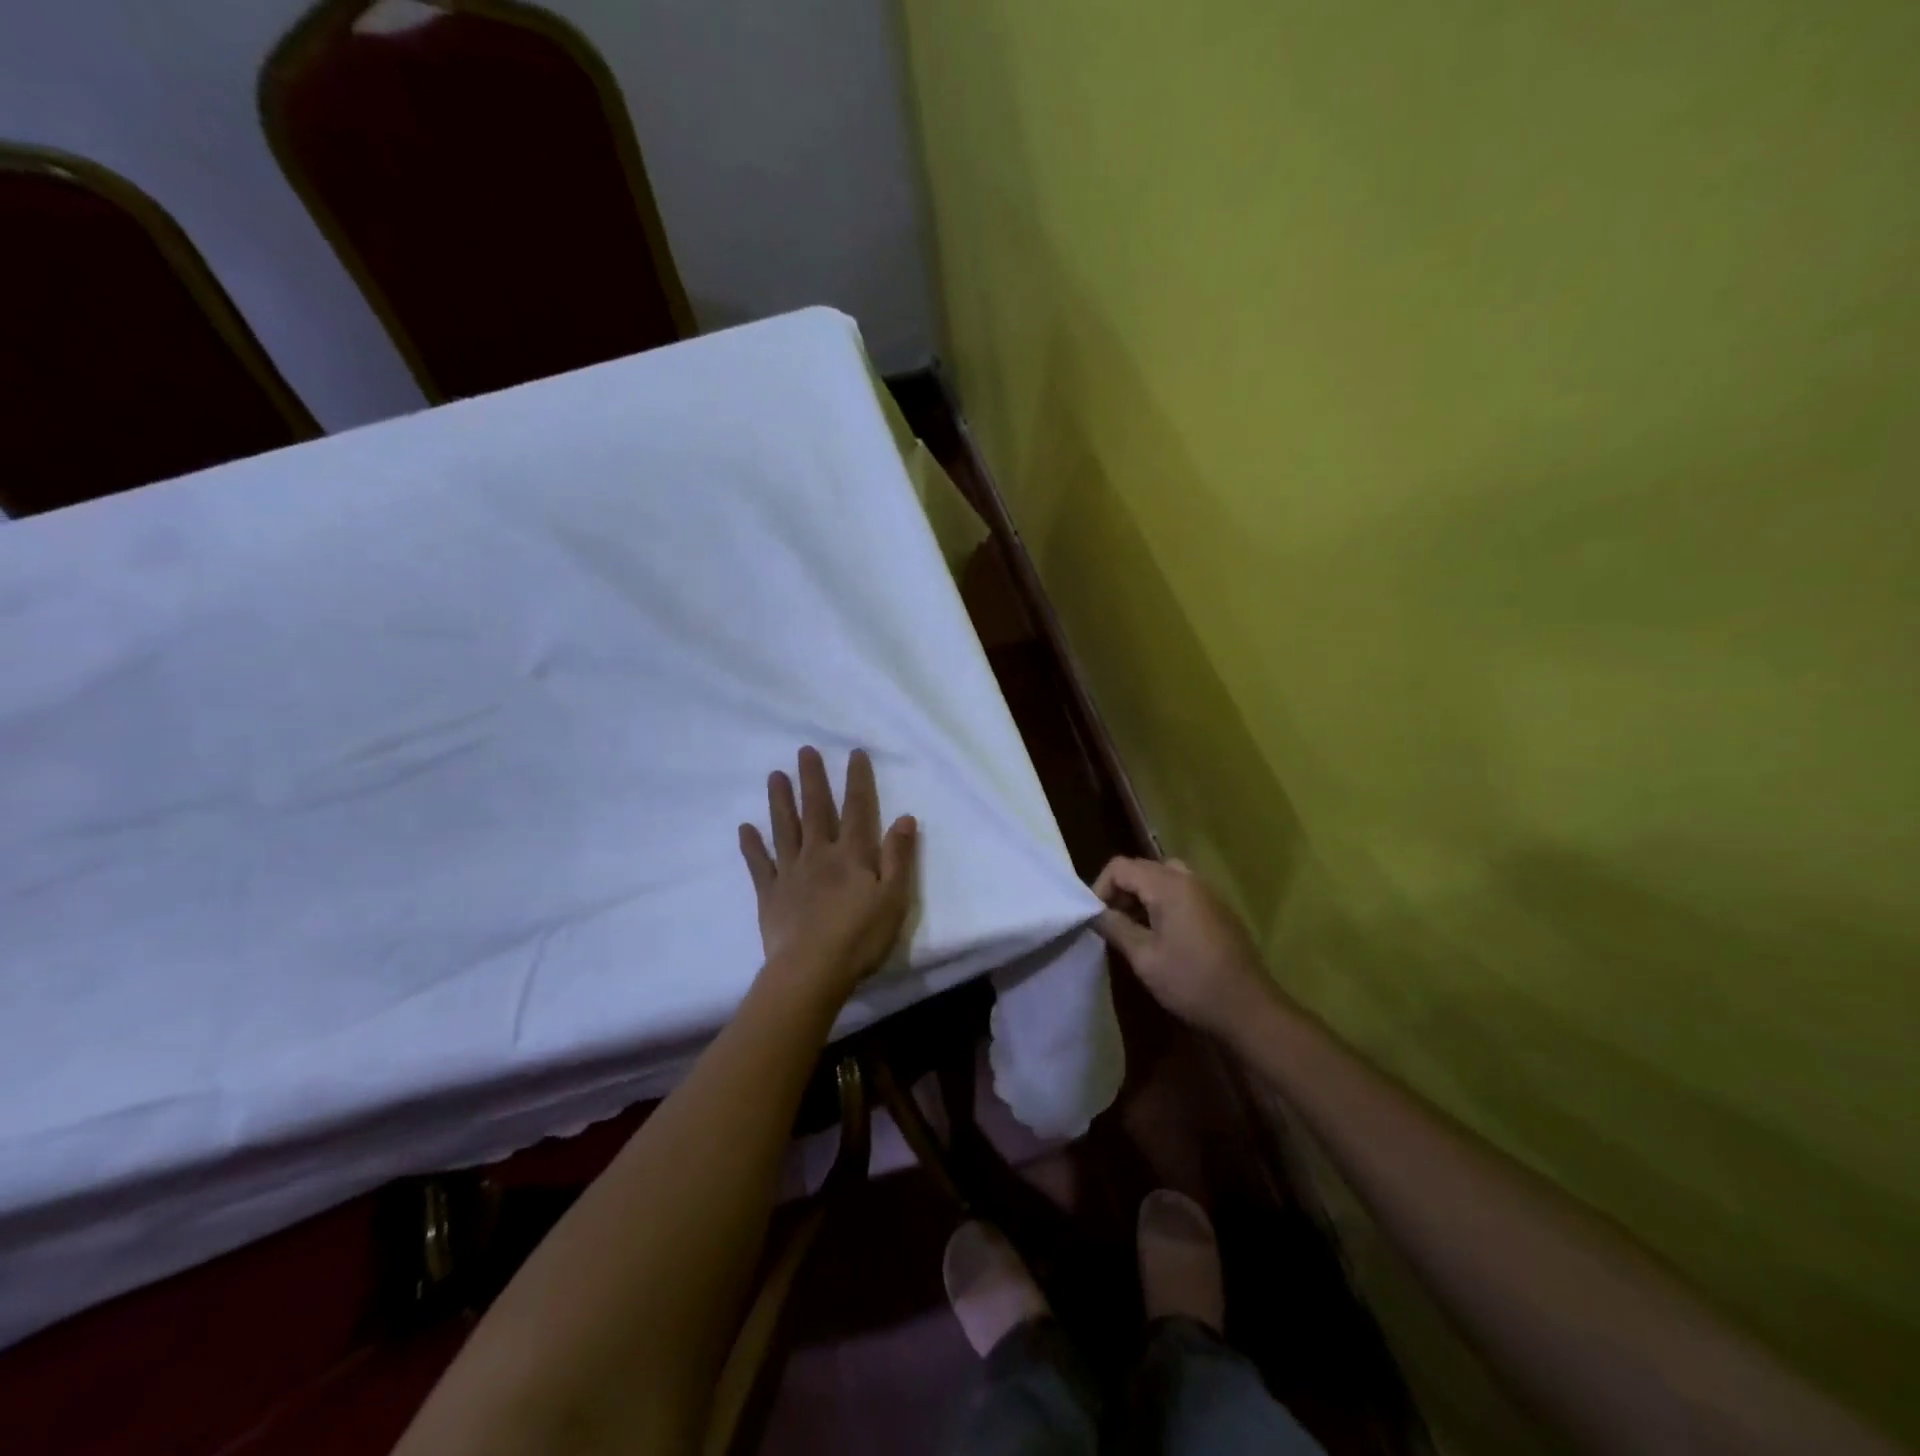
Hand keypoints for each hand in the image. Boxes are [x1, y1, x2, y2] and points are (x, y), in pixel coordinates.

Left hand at [739, 747, 916, 1003]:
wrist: (812, 971)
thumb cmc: (860, 937)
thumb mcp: (894, 898)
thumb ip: (898, 857)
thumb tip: (904, 817)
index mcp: (852, 855)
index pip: (858, 809)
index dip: (857, 780)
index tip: (854, 753)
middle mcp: (819, 854)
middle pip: (816, 810)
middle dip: (813, 779)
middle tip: (804, 751)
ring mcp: (791, 872)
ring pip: (785, 828)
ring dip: (780, 801)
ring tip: (774, 775)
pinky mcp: (770, 894)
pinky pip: (760, 865)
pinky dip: (752, 845)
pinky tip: (745, 828)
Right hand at [1091, 857, 1273, 1036]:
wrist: (1250, 1009)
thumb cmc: (1192, 982)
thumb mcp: (1145, 958)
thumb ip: (1116, 928)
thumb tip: (1093, 913)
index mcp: (1168, 886)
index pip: (1120, 866)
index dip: (1101, 888)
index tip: (1095, 918)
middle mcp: (1189, 879)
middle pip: (1142, 868)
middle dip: (1121, 891)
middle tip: (1111, 923)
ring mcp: (1207, 893)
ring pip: (1163, 878)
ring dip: (1142, 896)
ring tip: (1133, 928)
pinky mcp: (1218, 909)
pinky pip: (1182, 891)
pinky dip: (1163, 903)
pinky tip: (1161, 936)